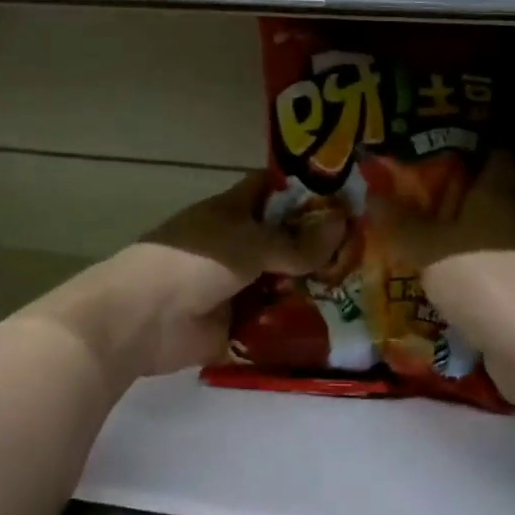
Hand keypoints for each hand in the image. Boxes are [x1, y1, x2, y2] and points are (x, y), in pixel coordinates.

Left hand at [94, 173, 343, 378]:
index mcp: (234, 211)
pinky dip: (299, 323)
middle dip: (320, 244)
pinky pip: (274, 320)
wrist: (144, 318)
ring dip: (314, 286)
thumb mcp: (250, 243)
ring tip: (365, 288)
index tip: (346, 194)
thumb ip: (296, 241)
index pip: (272, 189)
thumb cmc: (195, 262)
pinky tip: (341, 325)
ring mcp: (237, 284)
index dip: (304, 189)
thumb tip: (342, 223)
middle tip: (370, 247)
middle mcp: (237, 243)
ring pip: (283, 280)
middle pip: (284, 239)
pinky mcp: (237, 323)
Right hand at [374, 150, 514, 281]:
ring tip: (414, 243)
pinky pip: (488, 278)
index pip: (494, 154)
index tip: (434, 147)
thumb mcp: (428, 248)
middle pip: (486, 199)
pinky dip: (467, 280)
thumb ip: (401, 223)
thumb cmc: (482, 279)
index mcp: (500, 193)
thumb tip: (374, 192)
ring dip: (458, 244)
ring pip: (486, 241)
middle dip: (452, 200)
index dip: (467, 148)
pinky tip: (437, 287)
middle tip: (409, 198)